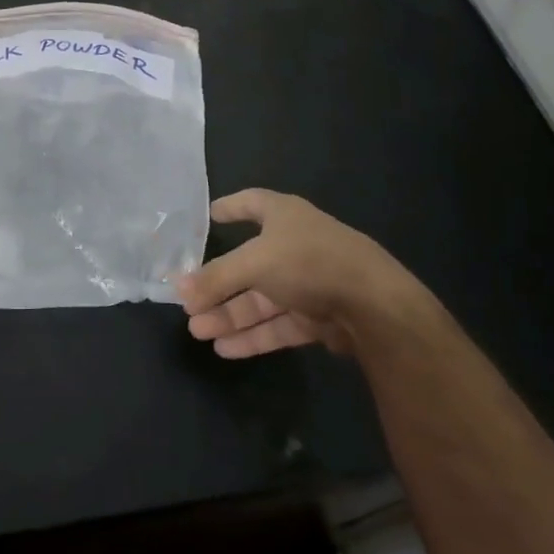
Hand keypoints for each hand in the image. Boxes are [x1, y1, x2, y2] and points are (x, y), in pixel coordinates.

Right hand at [178, 189, 433, 358]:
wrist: (373, 305)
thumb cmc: (309, 262)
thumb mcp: (254, 263)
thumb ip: (216, 277)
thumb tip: (179, 290)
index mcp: (284, 216)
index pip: (251, 203)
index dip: (231, 208)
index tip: (208, 215)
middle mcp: (295, 246)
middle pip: (247, 264)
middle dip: (217, 284)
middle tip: (187, 302)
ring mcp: (307, 283)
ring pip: (259, 299)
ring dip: (229, 315)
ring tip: (198, 331)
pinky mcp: (317, 317)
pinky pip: (276, 324)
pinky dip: (252, 335)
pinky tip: (225, 349)